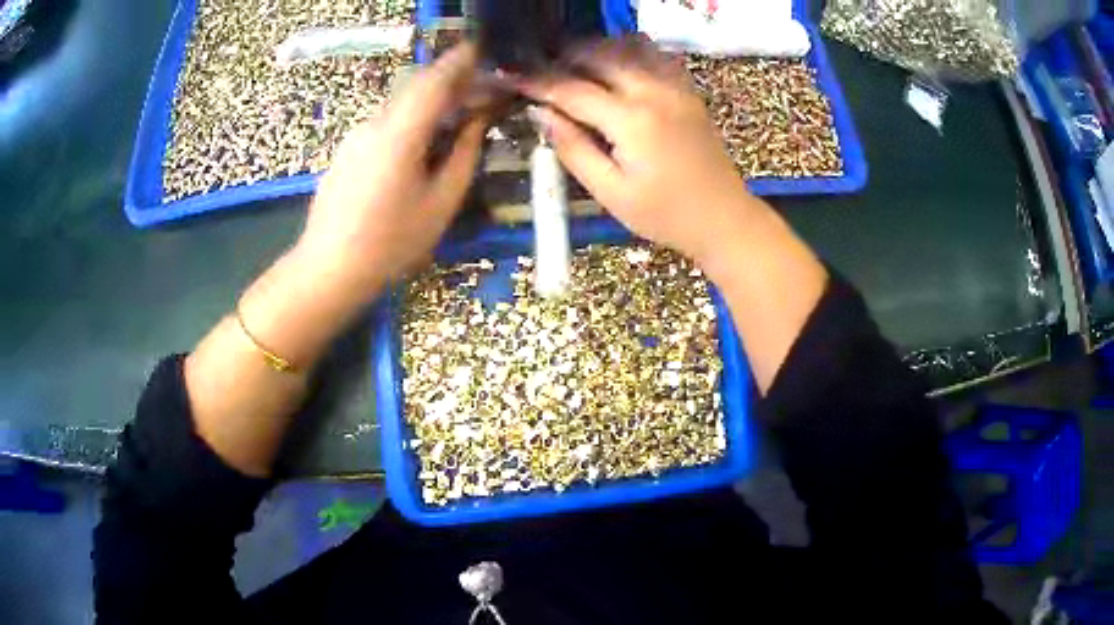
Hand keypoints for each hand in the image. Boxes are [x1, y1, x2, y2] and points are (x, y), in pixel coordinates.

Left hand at [297, 43, 487, 296]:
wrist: (329, 268)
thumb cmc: (391, 243)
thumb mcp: (440, 202)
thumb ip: (463, 154)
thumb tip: (477, 120)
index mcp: (399, 135)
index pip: (434, 82)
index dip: (460, 62)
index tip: (482, 50)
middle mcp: (374, 125)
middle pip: (415, 89)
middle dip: (448, 82)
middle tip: (477, 89)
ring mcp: (355, 136)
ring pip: (399, 107)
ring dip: (429, 103)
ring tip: (454, 117)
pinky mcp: (347, 150)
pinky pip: (384, 124)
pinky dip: (409, 121)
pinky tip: (421, 142)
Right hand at [519, 38, 760, 267]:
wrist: (724, 217)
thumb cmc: (665, 215)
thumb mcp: (611, 193)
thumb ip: (574, 149)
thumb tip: (541, 113)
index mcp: (632, 120)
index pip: (572, 89)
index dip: (536, 81)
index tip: (509, 75)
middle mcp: (654, 90)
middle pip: (599, 53)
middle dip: (563, 57)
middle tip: (541, 71)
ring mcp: (675, 86)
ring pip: (628, 45)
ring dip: (596, 49)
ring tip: (575, 67)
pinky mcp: (688, 89)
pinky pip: (655, 54)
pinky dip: (628, 51)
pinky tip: (616, 68)